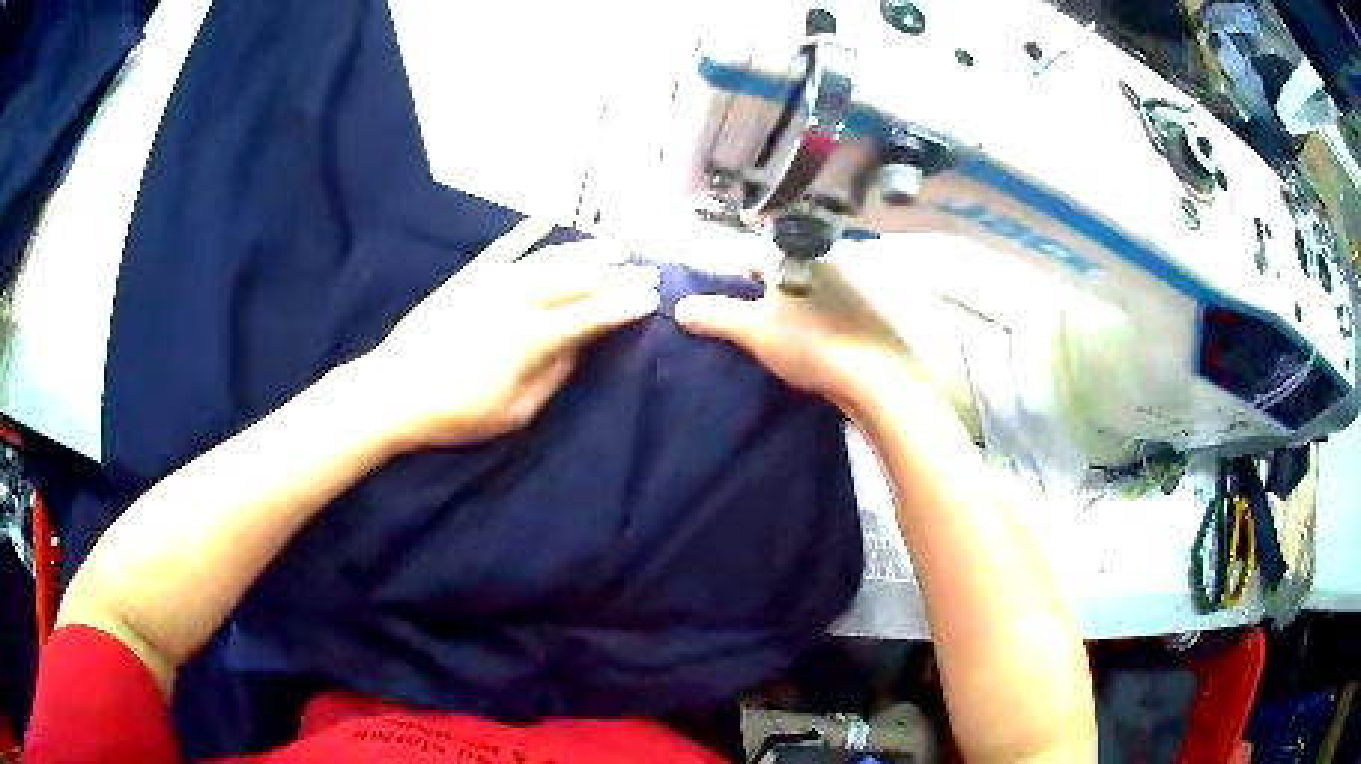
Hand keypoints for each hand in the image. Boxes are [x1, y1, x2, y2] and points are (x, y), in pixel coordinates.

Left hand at [357, 218, 659, 449]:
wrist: (392, 391)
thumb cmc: (454, 413)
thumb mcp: (513, 413)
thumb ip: (552, 377)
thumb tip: (579, 348)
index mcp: (530, 339)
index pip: (589, 316)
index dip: (622, 307)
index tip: (650, 300)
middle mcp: (516, 301)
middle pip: (576, 281)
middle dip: (616, 274)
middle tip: (646, 268)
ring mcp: (491, 283)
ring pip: (548, 259)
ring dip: (585, 249)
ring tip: (615, 243)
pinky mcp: (468, 276)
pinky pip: (504, 246)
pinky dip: (527, 230)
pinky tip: (548, 217)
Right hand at [674, 255, 920, 410]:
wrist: (875, 375)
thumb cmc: (809, 342)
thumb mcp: (753, 329)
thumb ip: (715, 315)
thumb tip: (679, 308)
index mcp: (796, 254)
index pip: (757, 255)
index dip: (738, 276)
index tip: (728, 299)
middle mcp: (826, 259)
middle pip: (785, 271)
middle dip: (767, 291)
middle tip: (751, 320)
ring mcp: (853, 285)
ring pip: (810, 290)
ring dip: (794, 307)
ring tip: (779, 336)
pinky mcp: (869, 312)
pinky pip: (831, 309)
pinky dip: (817, 321)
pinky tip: (811, 344)